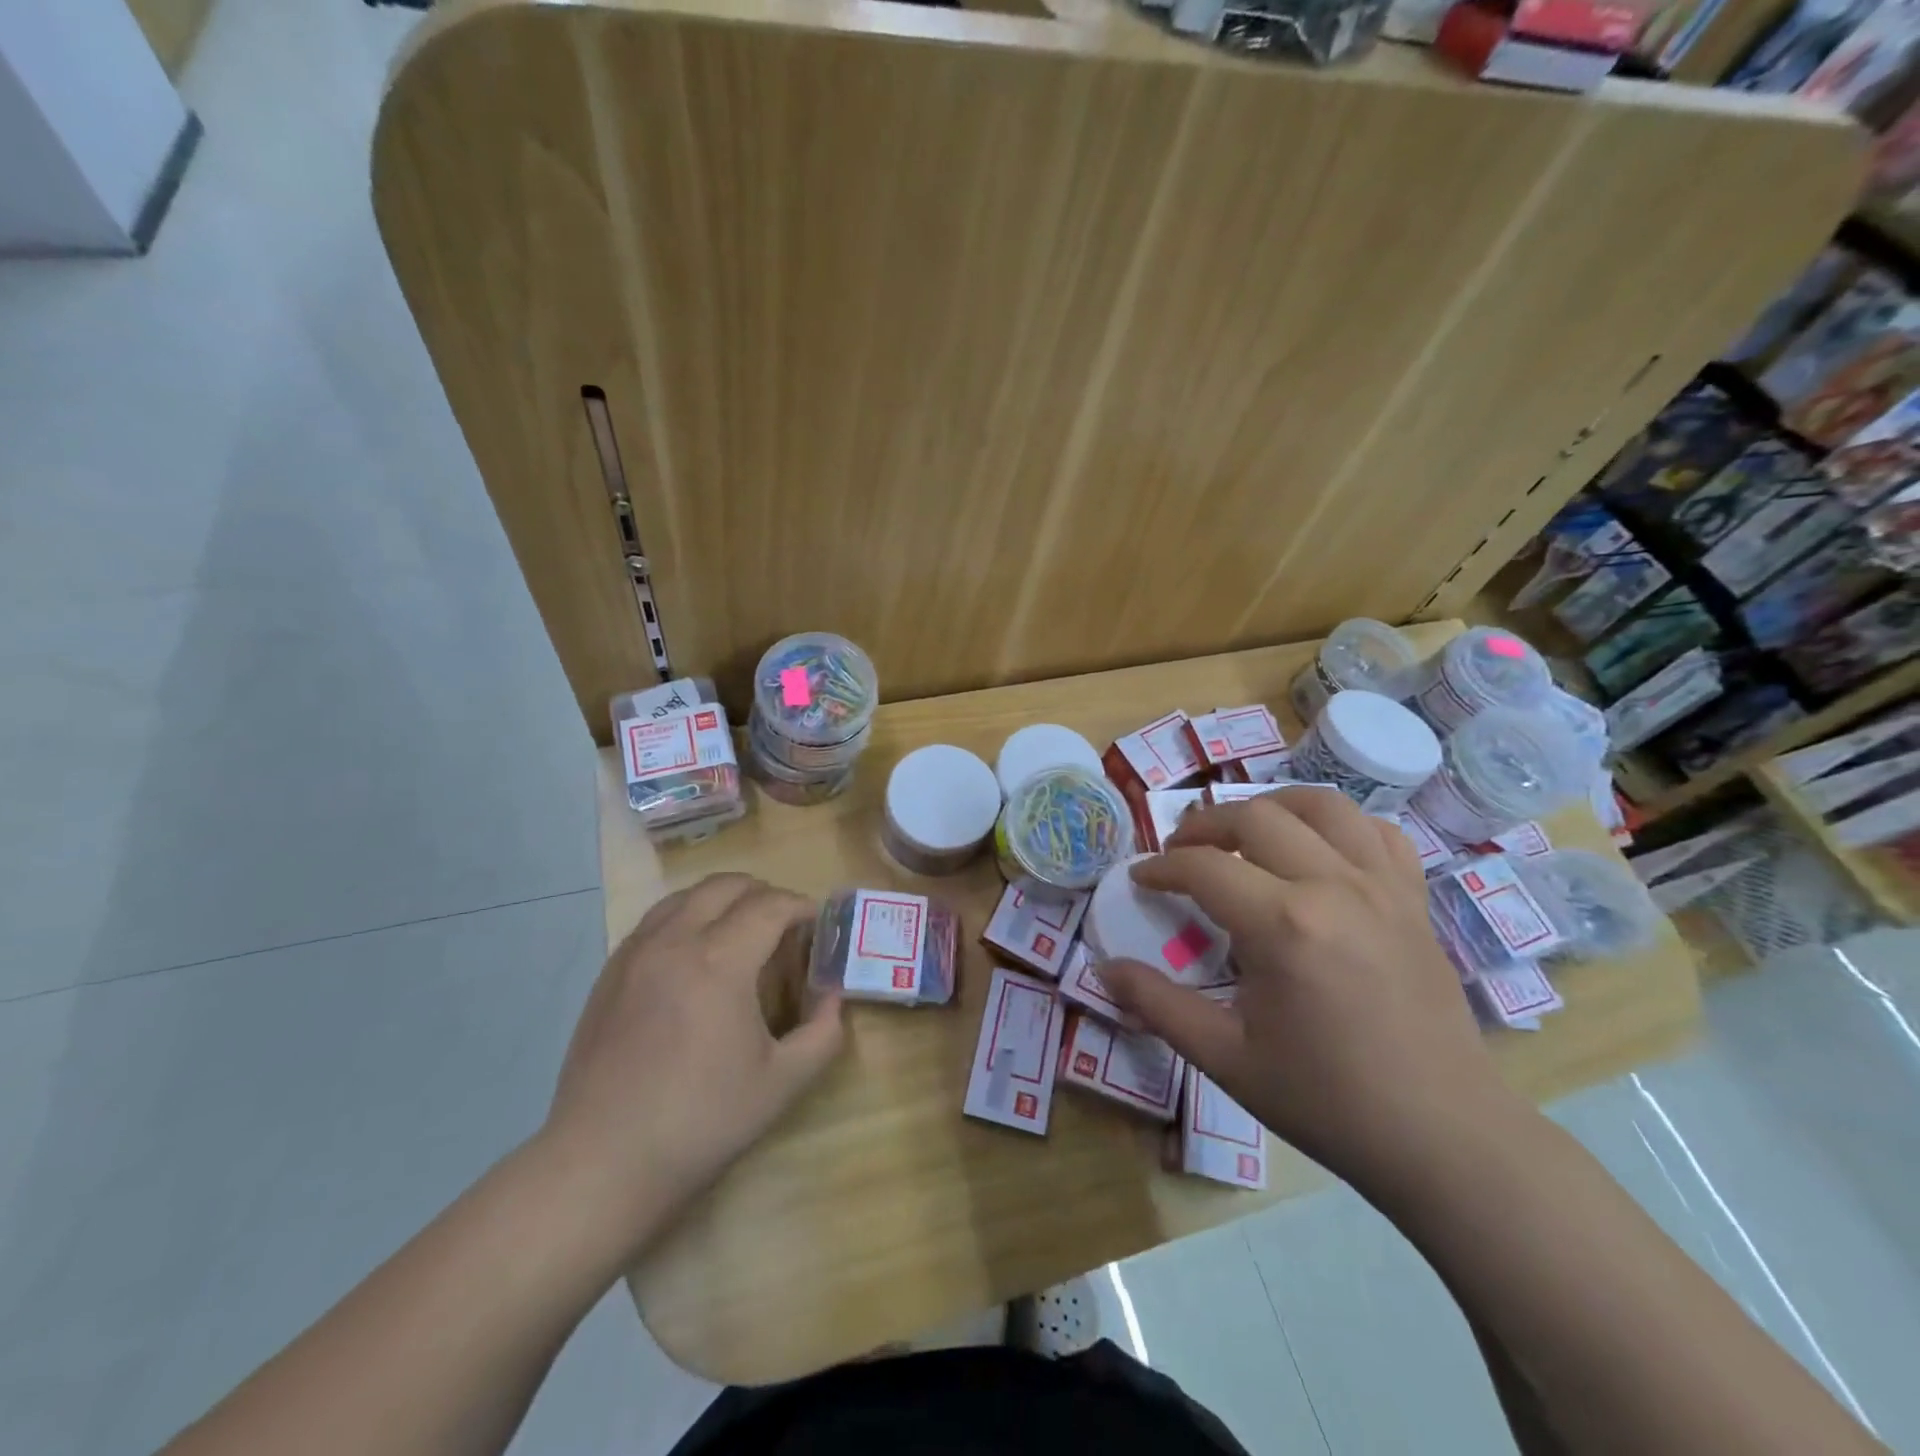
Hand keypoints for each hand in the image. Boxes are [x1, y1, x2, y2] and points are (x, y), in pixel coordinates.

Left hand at [542, 874, 843, 1261]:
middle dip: (764, 893)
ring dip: (722, 900)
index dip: (801, 906)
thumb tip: (832, 996)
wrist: (604, 1163)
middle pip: (726, 885)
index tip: (816, 924)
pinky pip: (655, 920)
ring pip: (686, 895)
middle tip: (783, 925)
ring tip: (740, 932)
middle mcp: (675, 941)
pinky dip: (686, 917)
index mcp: (719, 961)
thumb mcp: (784, 1082)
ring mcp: (635, 953)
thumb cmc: (702, 1121)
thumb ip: (823, 1031)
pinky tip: (695, 956)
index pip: (770, 905)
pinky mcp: (610, 972)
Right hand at [1097, 790, 1519, 1194]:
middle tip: (1179, 853)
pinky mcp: (1414, 899)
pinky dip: (1338, 825)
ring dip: (1270, 807)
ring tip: (1244, 833)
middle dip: (1202, 825)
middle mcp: (1333, 886)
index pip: (1202, 866)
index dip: (1161, 867)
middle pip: (1254, 816)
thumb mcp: (1226, 1058)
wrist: (1443, 1138)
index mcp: (1283, 925)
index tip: (1141, 879)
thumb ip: (1158, 1005)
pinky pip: (1377, 832)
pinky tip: (1317, 850)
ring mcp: (1382, 886)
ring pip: (1320, 805)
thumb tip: (1103, 969)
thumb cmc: (1327, 1101)